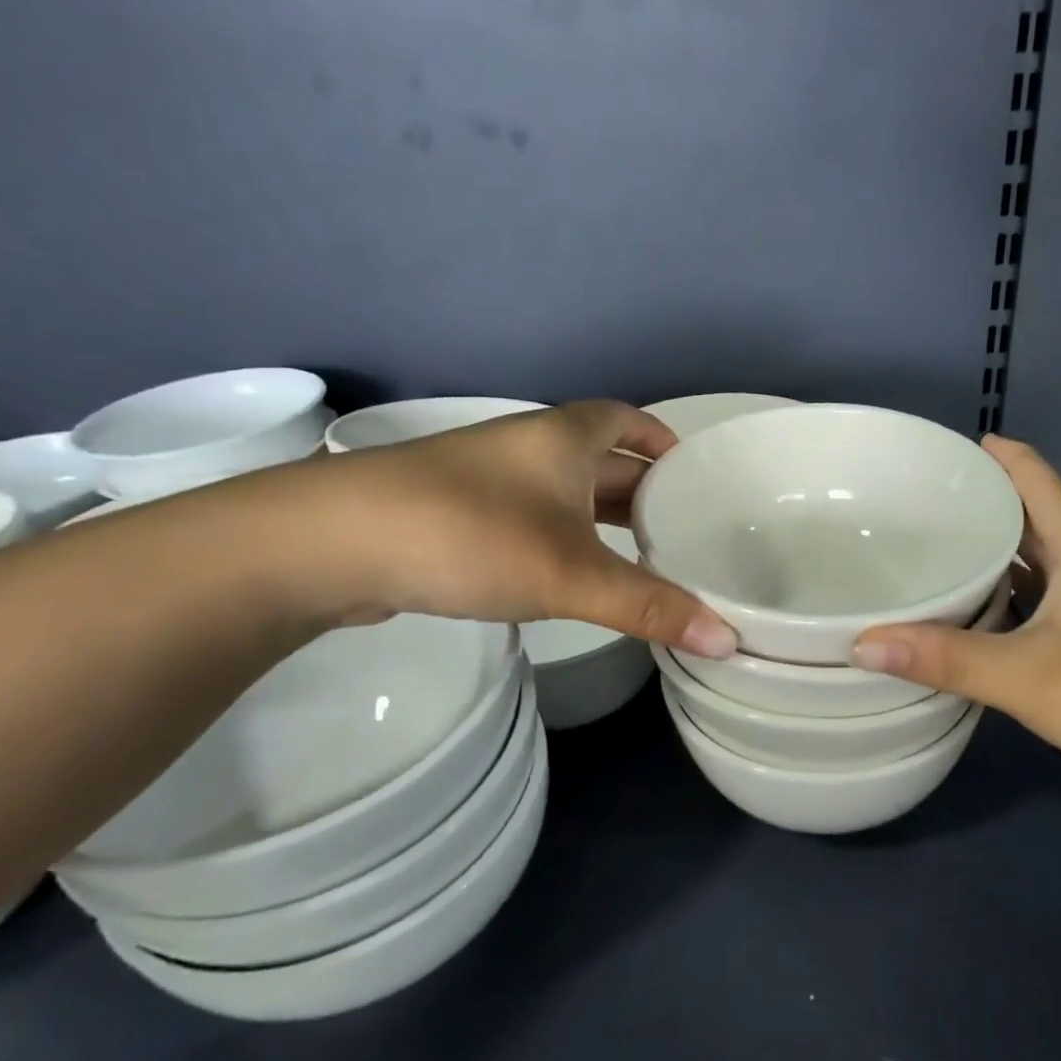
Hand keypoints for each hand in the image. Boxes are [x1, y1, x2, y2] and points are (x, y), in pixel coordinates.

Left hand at [252, 400, 738, 656]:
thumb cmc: (471, 535)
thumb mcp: (572, 575)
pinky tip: (571, 572)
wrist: (331, 543)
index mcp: (563, 439)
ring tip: (642, 554)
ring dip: (601, 516)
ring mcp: (487, 480)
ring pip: (563, 491)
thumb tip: (729, 640)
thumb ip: (650, 607)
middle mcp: (528, 448)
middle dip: (642, 488)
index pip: (626, 420)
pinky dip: (563, 537)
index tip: (692, 472)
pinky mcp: (456, 515)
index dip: (661, 439)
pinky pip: (531, 517)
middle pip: (600, 458)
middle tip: (683, 526)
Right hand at [851, 436, 1060, 812]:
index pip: (1034, 476)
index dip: (991, 454)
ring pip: (1031, 562)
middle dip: (975, 501)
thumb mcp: (1030, 677)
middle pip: (1028, 515)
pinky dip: (998, 596)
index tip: (933, 449)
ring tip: (926, 550)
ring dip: (986, 550)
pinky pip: (1034, 601)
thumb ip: (946, 658)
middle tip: (908, 503)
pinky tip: (965, 613)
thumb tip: (859, 642)